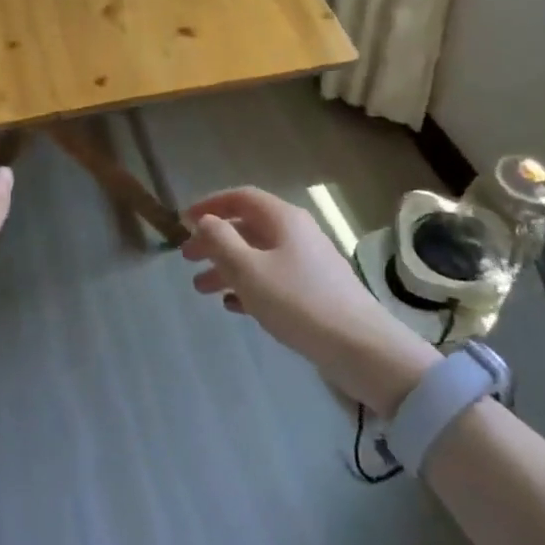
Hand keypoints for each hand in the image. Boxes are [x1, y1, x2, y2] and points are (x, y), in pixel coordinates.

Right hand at [181, 186, 438, 414]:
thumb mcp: (249, 270)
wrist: (360, 346)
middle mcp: (297, 233)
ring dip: (227, 267)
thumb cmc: (298, 301)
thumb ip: (221, 241)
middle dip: (214, 241)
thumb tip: (205, 221)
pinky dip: (249, 286)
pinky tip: (234, 306)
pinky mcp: (315, 290)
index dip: (210, 205)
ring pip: (258, 255)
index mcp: (283, 219)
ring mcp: (308, 262)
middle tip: (186, 259)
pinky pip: (273, 279)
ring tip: (201, 289)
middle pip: (247, 227)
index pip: (241, 197)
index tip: (183, 221)